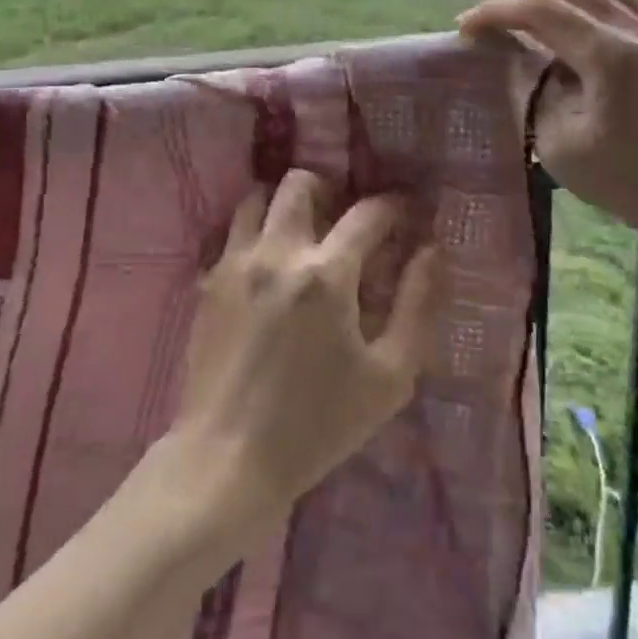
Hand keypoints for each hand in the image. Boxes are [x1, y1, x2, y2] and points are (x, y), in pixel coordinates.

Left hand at [171, 172, 441, 540]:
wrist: (229, 455)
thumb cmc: (318, 424)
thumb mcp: (389, 376)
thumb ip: (418, 305)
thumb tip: (430, 251)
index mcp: (326, 274)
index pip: (367, 213)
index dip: (392, 206)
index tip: (404, 212)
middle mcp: (276, 252)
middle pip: (300, 183)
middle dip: (330, 190)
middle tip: (344, 220)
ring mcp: (234, 262)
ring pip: (256, 198)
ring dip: (284, 204)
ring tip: (302, 234)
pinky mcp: (207, 281)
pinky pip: (231, 232)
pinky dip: (254, 231)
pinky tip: (268, 264)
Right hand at [458, 0, 637, 295]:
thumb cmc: (630, 183)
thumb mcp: (560, 146)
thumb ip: (535, 93)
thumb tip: (525, 62)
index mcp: (610, 56)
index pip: (540, 10)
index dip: (494, 13)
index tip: (463, 28)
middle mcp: (636, 29)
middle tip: (485, 16)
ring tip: (521, 2)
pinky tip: (567, 8)